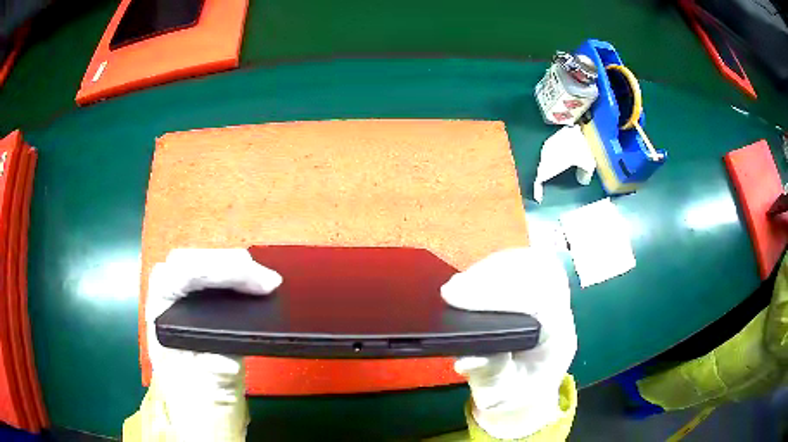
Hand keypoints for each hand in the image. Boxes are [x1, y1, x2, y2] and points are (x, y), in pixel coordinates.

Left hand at [146, 249, 281, 440]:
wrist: (204, 425)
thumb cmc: (205, 410)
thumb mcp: (215, 387)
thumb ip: (221, 354)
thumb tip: (243, 319)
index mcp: (161, 325)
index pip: (180, 275)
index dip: (221, 270)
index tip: (263, 283)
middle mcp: (163, 309)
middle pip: (185, 261)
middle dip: (225, 262)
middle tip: (264, 278)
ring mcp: (176, 309)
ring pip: (193, 265)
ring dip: (227, 265)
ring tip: (259, 278)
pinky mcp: (192, 313)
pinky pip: (205, 281)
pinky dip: (228, 276)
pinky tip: (246, 284)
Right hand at [441, 248, 576, 438]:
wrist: (527, 392)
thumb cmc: (514, 395)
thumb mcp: (498, 395)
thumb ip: (488, 375)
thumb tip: (466, 355)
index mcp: (557, 339)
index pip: (540, 300)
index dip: (498, 293)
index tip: (456, 296)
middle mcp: (560, 311)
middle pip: (539, 271)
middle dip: (494, 274)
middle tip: (455, 289)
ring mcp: (552, 297)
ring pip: (533, 262)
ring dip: (495, 267)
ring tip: (463, 284)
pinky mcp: (538, 290)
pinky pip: (525, 265)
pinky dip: (497, 267)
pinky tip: (476, 280)